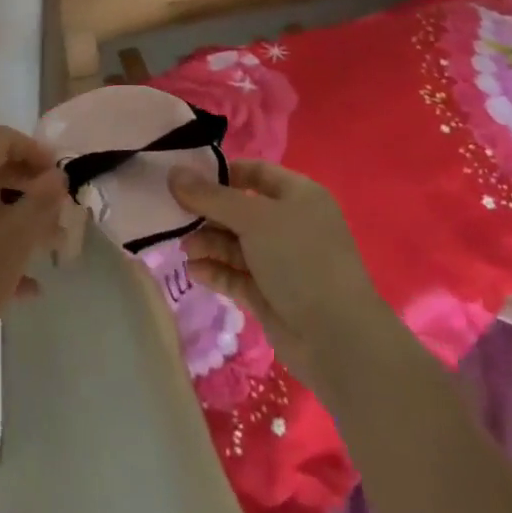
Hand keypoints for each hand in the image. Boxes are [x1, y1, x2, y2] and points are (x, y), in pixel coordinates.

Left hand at [0, 127, 66, 379]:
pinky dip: (0, 250)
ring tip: (51, 252)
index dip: (35, 151)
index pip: (3, 139)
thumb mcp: (12, 243)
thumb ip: (39, 204)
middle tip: (60, 215)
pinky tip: (27, 288)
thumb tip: (57, 176)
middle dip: (32, 190)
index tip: (60, 179)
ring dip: (21, 223)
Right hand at [170, 159, 393, 390]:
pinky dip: (216, 271)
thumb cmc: (300, 260)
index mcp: (298, 195)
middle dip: (209, 213)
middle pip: (241, 209)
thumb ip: (210, 196)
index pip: (255, 172)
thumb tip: (174, 173)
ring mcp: (281, 262)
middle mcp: (290, 224)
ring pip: (236, 244)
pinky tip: (194, 271)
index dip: (222, 173)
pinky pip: (237, 275)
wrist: (337, 339)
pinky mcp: (270, 295)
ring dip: (209, 243)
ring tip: (184, 248)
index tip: (186, 177)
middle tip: (174, 216)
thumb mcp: (253, 218)